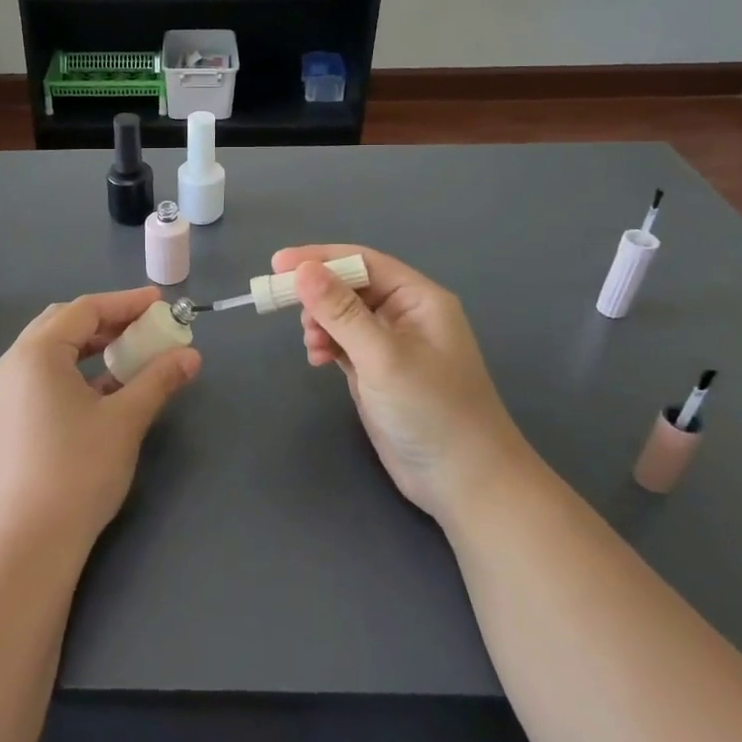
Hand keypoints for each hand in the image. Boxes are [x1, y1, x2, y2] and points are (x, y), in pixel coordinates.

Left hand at [0, 288, 200, 554]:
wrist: (28, 541)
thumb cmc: (77, 470)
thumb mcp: (125, 420)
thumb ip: (158, 379)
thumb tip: (191, 356)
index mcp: (36, 352)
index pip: (85, 310)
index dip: (126, 303)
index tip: (161, 302)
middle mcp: (13, 362)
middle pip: (64, 323)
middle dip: (108, 320)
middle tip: (146, 326)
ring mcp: (5, 391)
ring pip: (53, 349)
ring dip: (93, 345)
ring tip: (131, 353)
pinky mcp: (8, 416)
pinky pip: (44, 374)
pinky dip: (77, 370)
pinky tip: (107, 386)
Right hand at [275, 245, 526, 526]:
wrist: (464, 483)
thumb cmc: (431, 410)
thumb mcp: (382, 356)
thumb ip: (341, 311)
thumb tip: (301, 269)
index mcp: (418, 299)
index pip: (363, 262)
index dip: (320, 258)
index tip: (277, 264)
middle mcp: (405, 315)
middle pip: (350, 286)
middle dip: (317, 293)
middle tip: (282, 305)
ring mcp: (390, 345)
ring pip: (342, 315)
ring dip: (319, 321)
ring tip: (312, 345)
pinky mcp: (377, 372)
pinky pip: (343, 342)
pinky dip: (325, 344)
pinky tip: (317, 359)